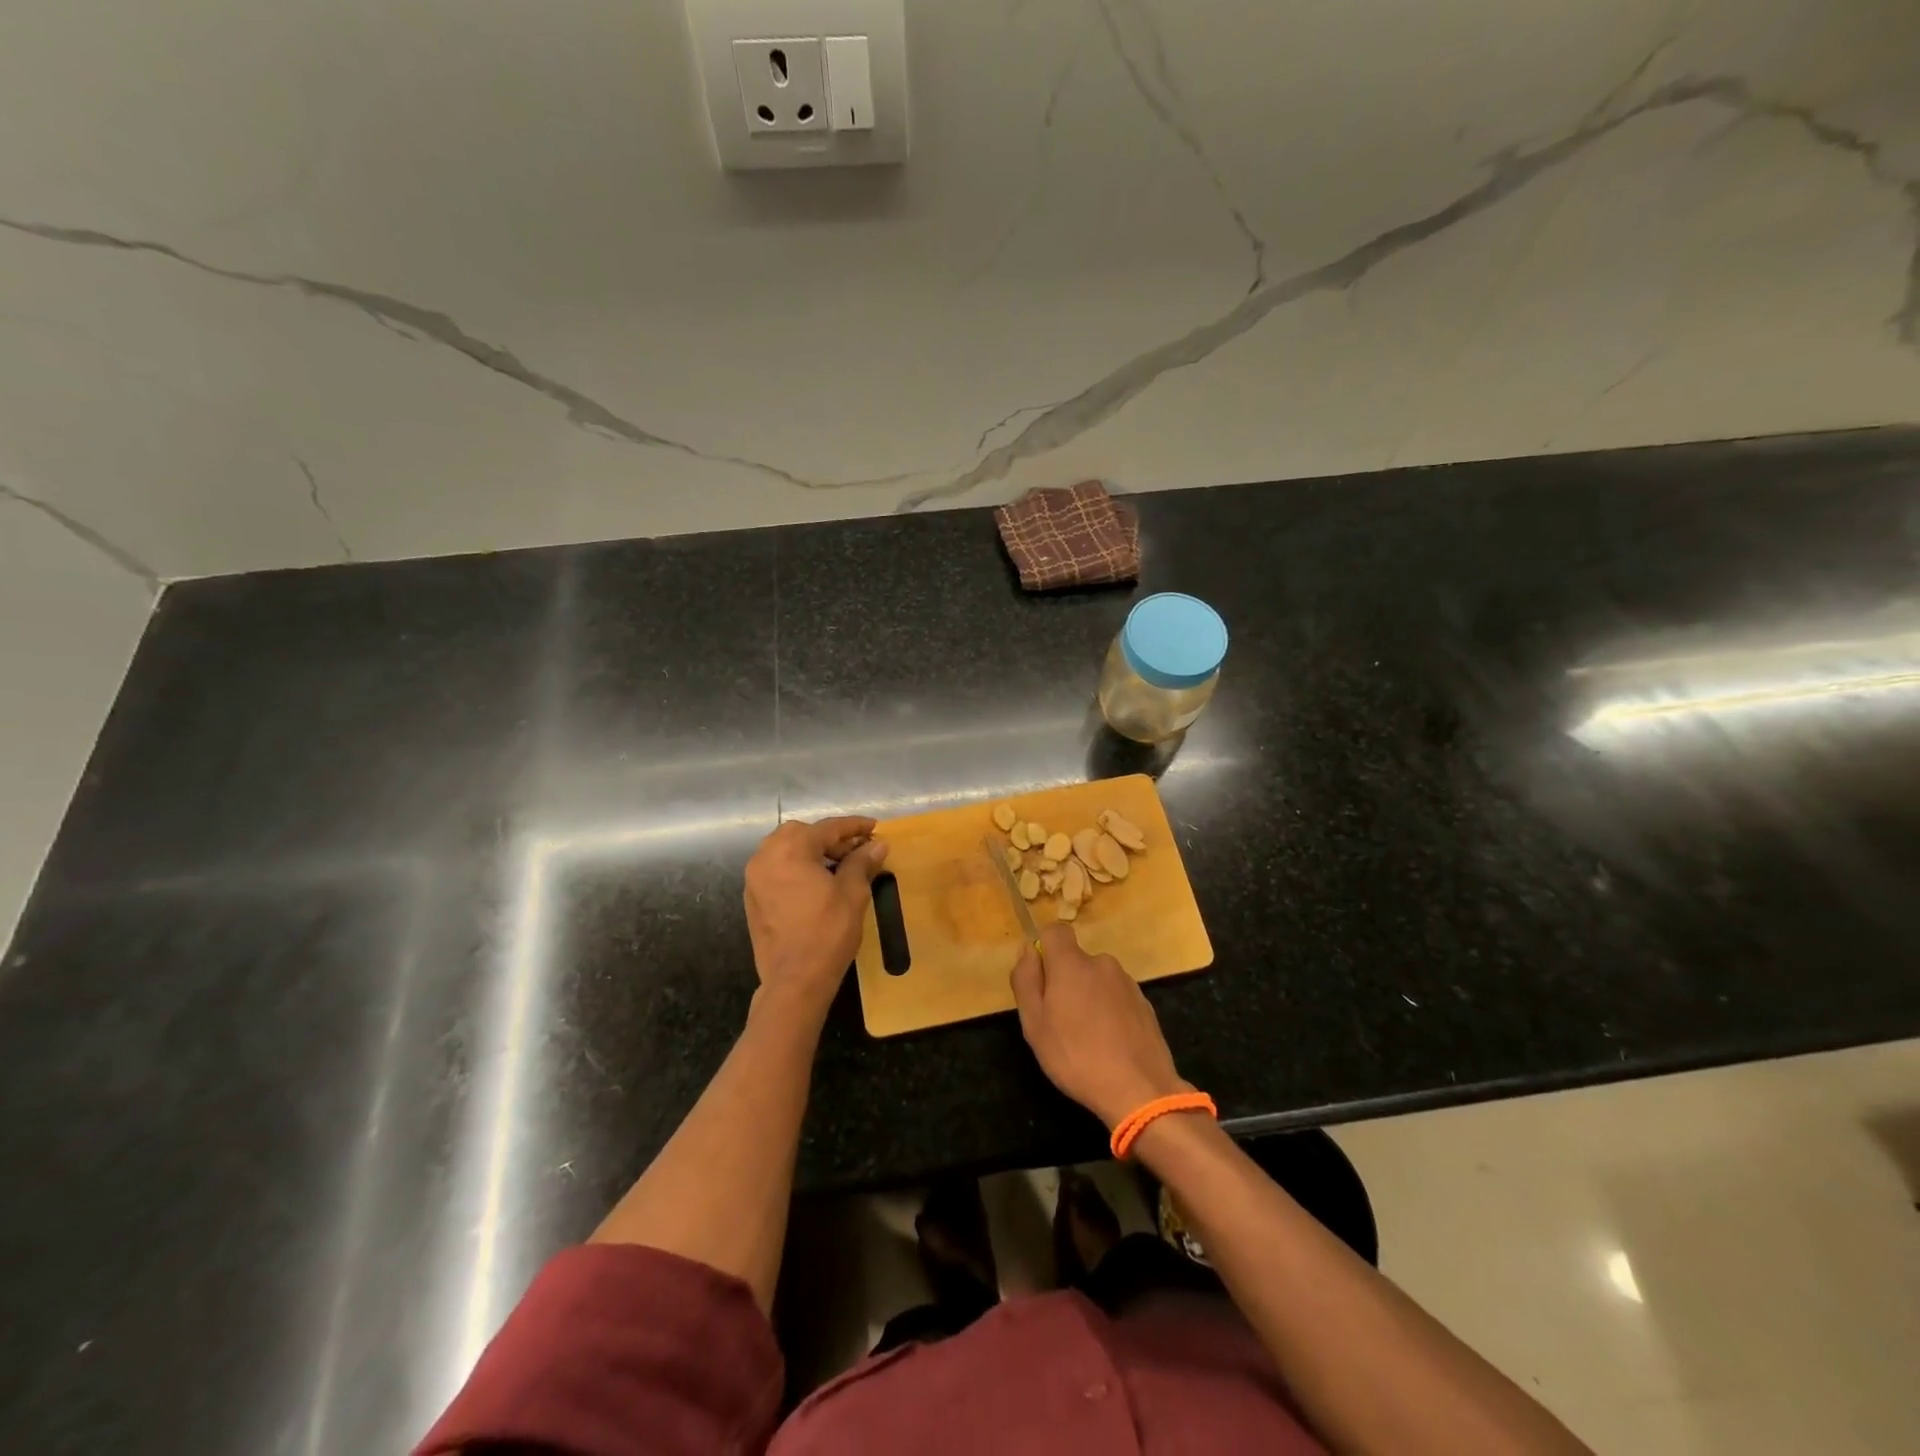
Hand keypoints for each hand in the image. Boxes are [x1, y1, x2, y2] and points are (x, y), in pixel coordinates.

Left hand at [744, 816, 888, 1013]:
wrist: (795, 981)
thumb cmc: (827, 933)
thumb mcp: (852, 893)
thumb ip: (862, 862)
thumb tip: (877, 844)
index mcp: (790, 850)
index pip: (827, 828)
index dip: (854, 826)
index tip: (874, 827)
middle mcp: (765, 857)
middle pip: (801, 833)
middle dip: (829, 837)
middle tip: (855, 850)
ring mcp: (754, 878)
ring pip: (785, 849)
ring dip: (811, 850)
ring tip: (838, 865)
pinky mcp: (752, 898)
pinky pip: (776, 868)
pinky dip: (796, 866)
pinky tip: (817, 882)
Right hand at [1010, 924, 1185, 1128]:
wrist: (1140, 1089)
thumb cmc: (1076, 1056)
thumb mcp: (1034, 1024)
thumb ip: (1026, 980)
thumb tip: (1027, 950)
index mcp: (1072, 963)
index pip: (1055, 931)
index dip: (1044, 948)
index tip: (1041, 980)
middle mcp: (1102, 963)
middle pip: (1076, 960)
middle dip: (1065, 981)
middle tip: (1059, 1021)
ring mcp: (1127, 983)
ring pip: (1097, 980)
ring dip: (1088, 997)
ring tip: (1087, 1038)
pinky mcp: (1145, 1004)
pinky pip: (1117, 997)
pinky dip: (1109, 1012)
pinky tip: (1109, 1044)